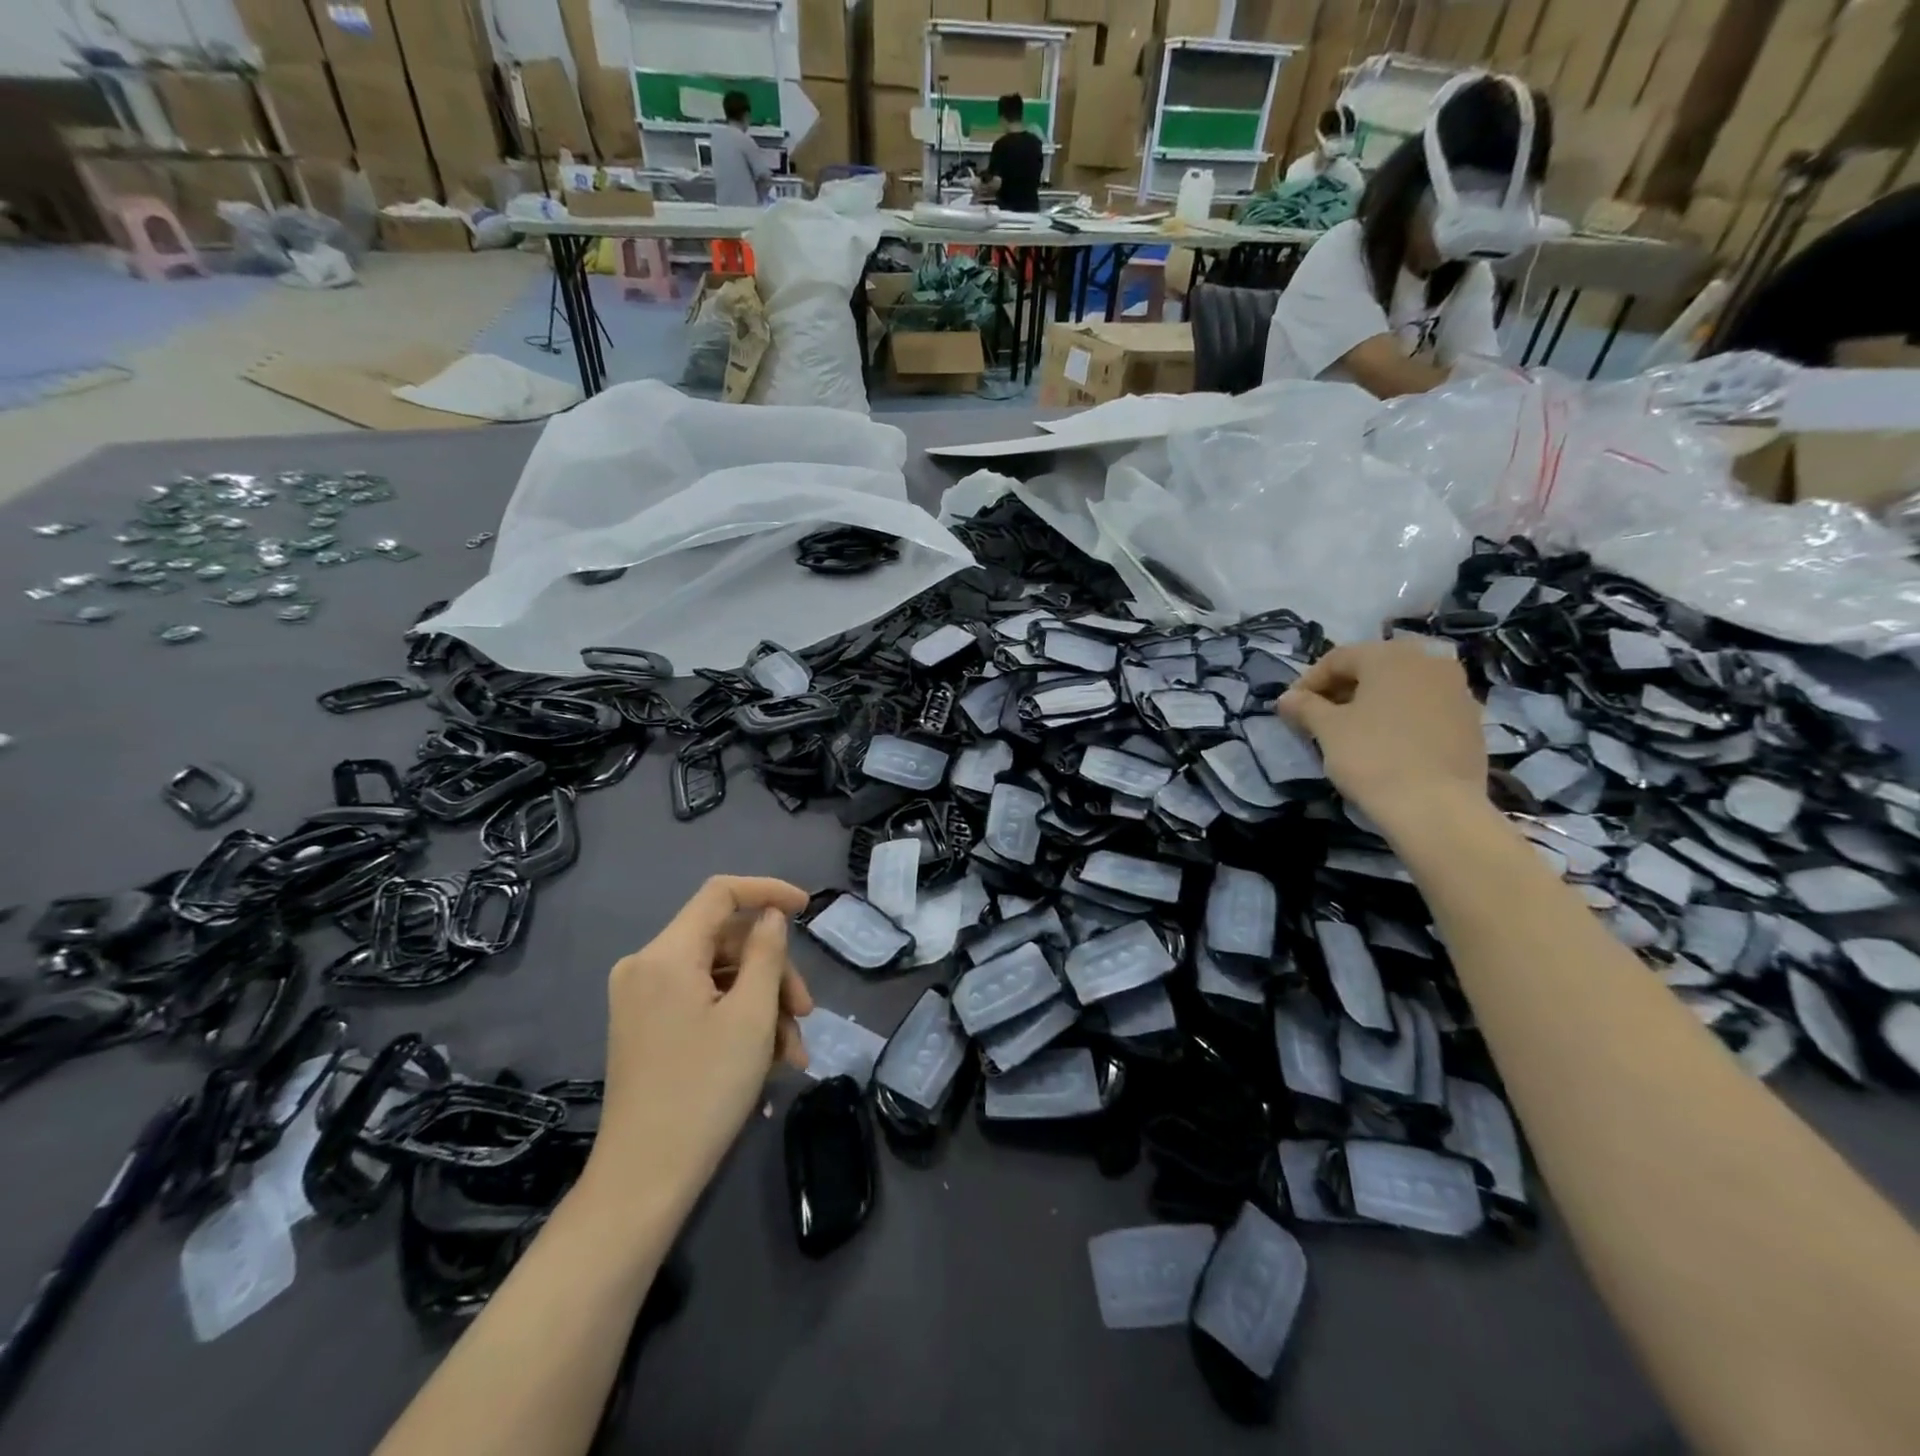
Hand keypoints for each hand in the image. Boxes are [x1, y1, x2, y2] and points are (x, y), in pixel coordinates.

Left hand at [587, 876, 813, 1202]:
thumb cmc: (705, 1089)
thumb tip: (771, 916)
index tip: (807, 908)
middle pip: (726, 942)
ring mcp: (642, 998)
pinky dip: (738, 1020)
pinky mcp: (646, 1026)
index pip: (721, 894)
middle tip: (807, 1013)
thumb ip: (767, 953)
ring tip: (794, 1051)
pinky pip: (702, 1002)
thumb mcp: (752, 1016)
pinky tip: (770, 1059)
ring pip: (720, 976)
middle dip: (773, 972)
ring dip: (763, 1004)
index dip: (768, 891)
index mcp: (666, 954)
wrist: (644, 1179)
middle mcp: (646, 966)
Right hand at [1277, 639, 1487, 831]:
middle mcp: (1429, 661)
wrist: (1436, 806)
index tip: (1291, 708)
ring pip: (1402, 687)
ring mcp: (1457, 690)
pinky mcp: (1471, 720)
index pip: (1338, 658)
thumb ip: (1304, 707)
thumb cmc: (1372, 757)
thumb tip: (1287, 698)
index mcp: (1390, 656)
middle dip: (1342, 689)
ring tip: (1352, 731)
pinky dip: (1401, 717)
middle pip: (1373, 668)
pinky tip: (1387, 743)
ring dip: (1373, 702)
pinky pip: (1425, 707)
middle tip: (1319, 717)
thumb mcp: (1327, 729)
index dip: (1308, 681)